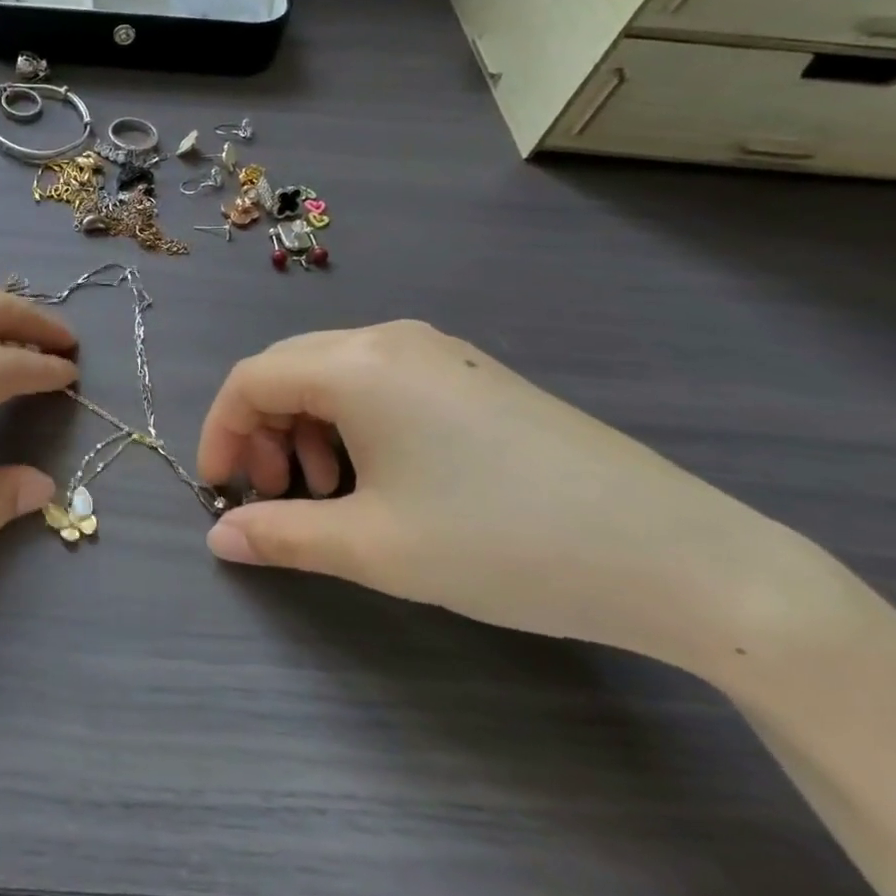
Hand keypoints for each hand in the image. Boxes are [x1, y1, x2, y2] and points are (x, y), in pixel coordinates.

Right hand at [196, 321, 830, 672]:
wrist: (675, 556)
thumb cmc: (500, 542)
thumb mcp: (374, 547)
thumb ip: (281, 536)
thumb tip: (220, 539)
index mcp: (357, 365)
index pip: (250, 380)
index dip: (221, 433)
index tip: (219, 490)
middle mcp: (389, 340)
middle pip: (288, 370)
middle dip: (261, 431)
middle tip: (273, 496)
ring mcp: (437, 353)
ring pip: (333, 375)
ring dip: (307, 429)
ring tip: (330, 495)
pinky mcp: (472, 375)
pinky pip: (379, 383)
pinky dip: (352, 424)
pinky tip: (381, 478)